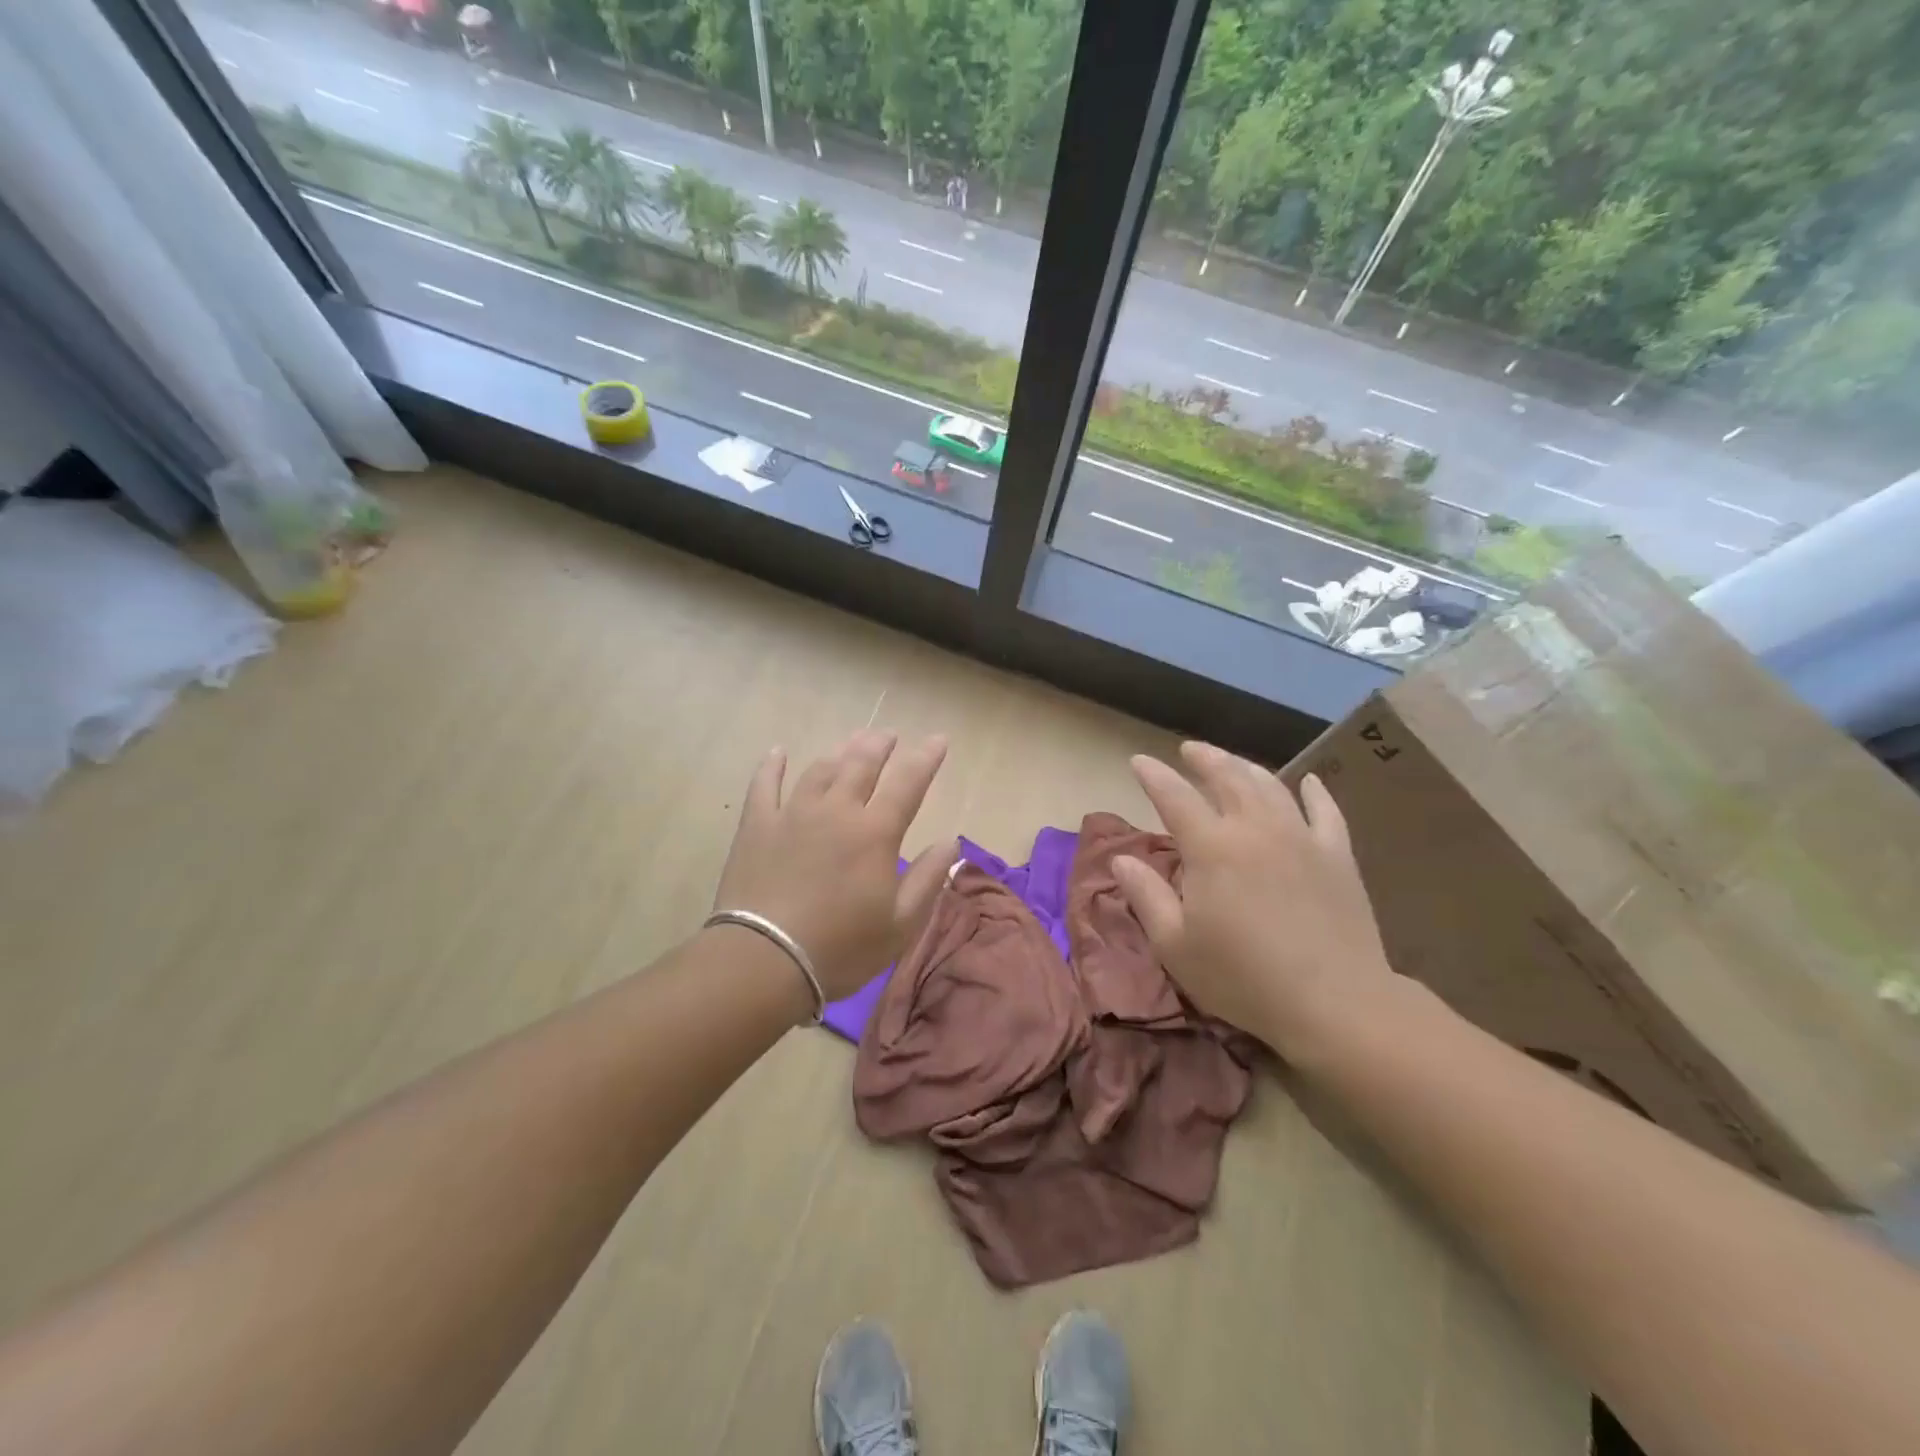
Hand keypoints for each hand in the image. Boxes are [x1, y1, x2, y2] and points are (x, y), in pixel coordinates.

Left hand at [713, 731, 954, 1001]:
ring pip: (820, 769)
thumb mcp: (900, 925)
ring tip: (850, 743)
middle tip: (888, 735)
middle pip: (861, 764)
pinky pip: (764, 785)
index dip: (926, 758)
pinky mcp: (757, 826)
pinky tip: (777, 752)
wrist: (763, 962)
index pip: (908, 783)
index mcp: (875, 832)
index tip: (938, 739)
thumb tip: (950, 840)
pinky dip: (771, 766)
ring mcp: (793, 814)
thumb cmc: (840, 949)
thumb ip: (928, 878)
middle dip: (880, 745)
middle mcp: (837, 810)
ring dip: (839, 752)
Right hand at [1113, 741, 1394, 1056]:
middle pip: (1227, 778)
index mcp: (1211, 848)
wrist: (1335, 1002)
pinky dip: (1316, 792)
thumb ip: (1146, 896)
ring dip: (1247, 767)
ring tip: (1233, 762)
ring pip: (1271, 787)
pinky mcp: (1337, 856)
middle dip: (1204, 759)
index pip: (1174, 797)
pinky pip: (1326, 812)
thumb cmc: (1243, 977)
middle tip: (1189, 750)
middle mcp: (1255, 829)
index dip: (1154, 776)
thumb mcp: (1175, 945)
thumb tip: (1122, 860)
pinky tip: (1310, 781)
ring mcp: (1301, 838)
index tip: (1139, 761)